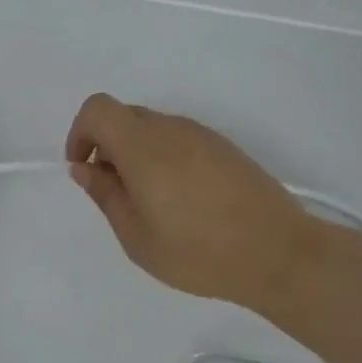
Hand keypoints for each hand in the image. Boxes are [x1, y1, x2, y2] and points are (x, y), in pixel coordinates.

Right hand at [65, 93, 317, 305]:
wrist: (280, 253)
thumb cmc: (199, 252)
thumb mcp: (137, 236)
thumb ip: (106, 195)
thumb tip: (84, 168)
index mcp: (143, 145)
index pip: (97, 109)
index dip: (80, 133)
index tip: (85, 169)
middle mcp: (171, 128)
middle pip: (124, 116)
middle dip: (107, 145)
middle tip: (115, 192)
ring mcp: (201, 134)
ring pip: (152, 127)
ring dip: (136, 152)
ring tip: (150, 202)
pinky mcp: (224, 147)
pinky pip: (179, 138)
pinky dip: (164, 157)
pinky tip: (181, 200)